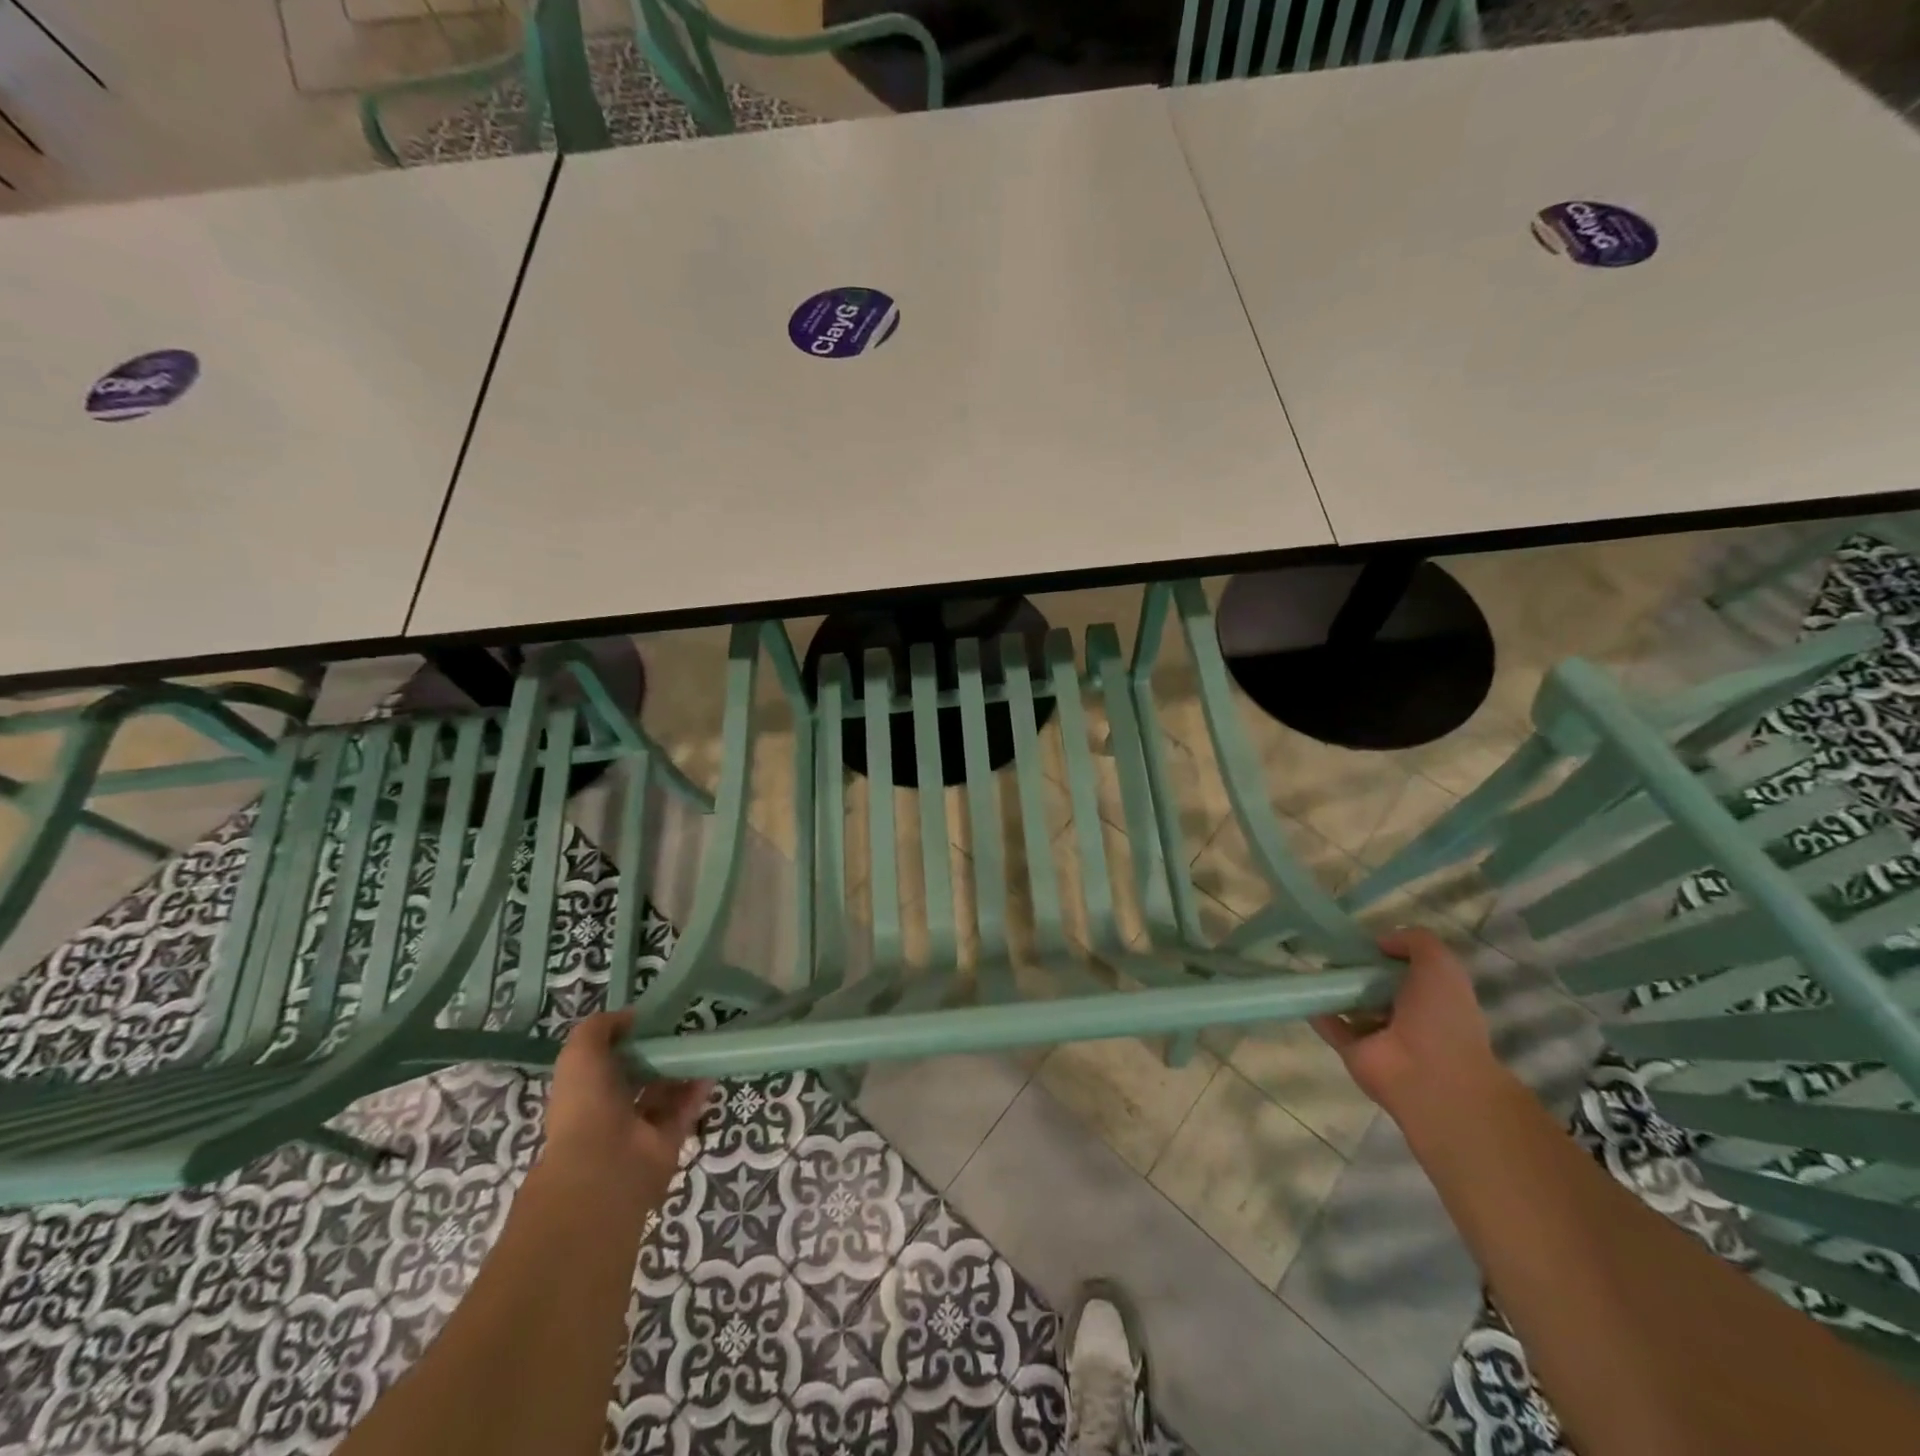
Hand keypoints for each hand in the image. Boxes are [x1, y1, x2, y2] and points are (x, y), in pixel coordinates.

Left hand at [543, 1009, 711, 1201]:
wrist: (604, 1166)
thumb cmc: (586, 1104)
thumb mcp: (580, 1053)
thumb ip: (600, 1027)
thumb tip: (629, 1016)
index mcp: (584, 1091)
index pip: (605, 1061)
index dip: (625, 1039)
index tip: (649, 1018)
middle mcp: (610, 1110)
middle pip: (638, 1076)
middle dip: (656, 1053)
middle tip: (681, 1027)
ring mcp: (639, 1128)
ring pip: (664, 1092)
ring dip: (680, 1069)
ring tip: (701, 1042)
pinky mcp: (667, 1140)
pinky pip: (685, 1109)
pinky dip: (698, 1089)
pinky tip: (710, 1066)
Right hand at [1313, 927, 1499, 1119]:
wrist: (1431, 1077)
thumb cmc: (1442, 1018)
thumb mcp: (1440, 965)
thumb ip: (1415, 941)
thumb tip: (1379, 942)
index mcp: (1432, 998)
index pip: (1405, 970)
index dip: (1386, 953)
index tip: (1364, 941)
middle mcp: (1407, 1016)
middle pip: (1374, 985)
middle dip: (1356, 968)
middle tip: (1331, 950)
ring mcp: (1379, 1035)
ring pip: (1351, 1004)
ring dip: (1334, 987)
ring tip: (1311, 965)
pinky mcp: (1353, 1050)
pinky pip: (1330, 1024)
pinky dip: (1316, 1008)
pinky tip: (1302, 988)